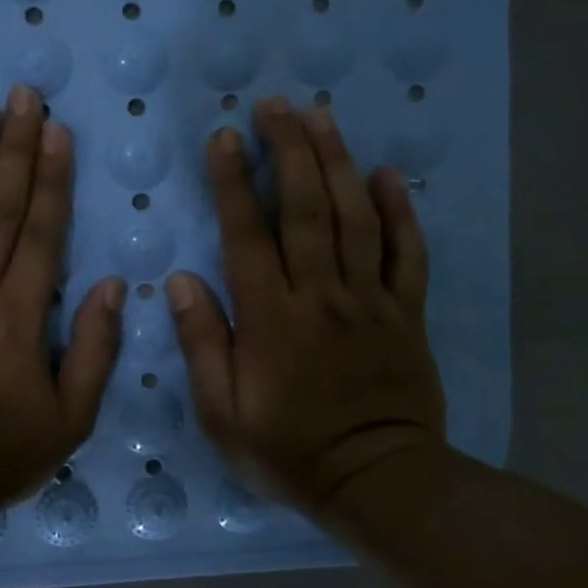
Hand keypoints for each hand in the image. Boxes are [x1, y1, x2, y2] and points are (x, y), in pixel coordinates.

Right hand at [166, 97, 447, 515]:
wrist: (379, 483)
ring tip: (322, 117)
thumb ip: (203, 344)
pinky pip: (407, 253)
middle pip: (307, 209)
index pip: (248, 235)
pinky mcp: (406, 313)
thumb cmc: (290, 452)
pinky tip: (388, 174)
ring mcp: (371, 301)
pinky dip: (401, 211)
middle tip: (277, 105)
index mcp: (273, 319)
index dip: (234, 183)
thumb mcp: (223, 415)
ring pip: (356, 218)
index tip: (224, 137)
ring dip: (338, 162)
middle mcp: (322, 296)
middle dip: (291, 150)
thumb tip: (180, 281)